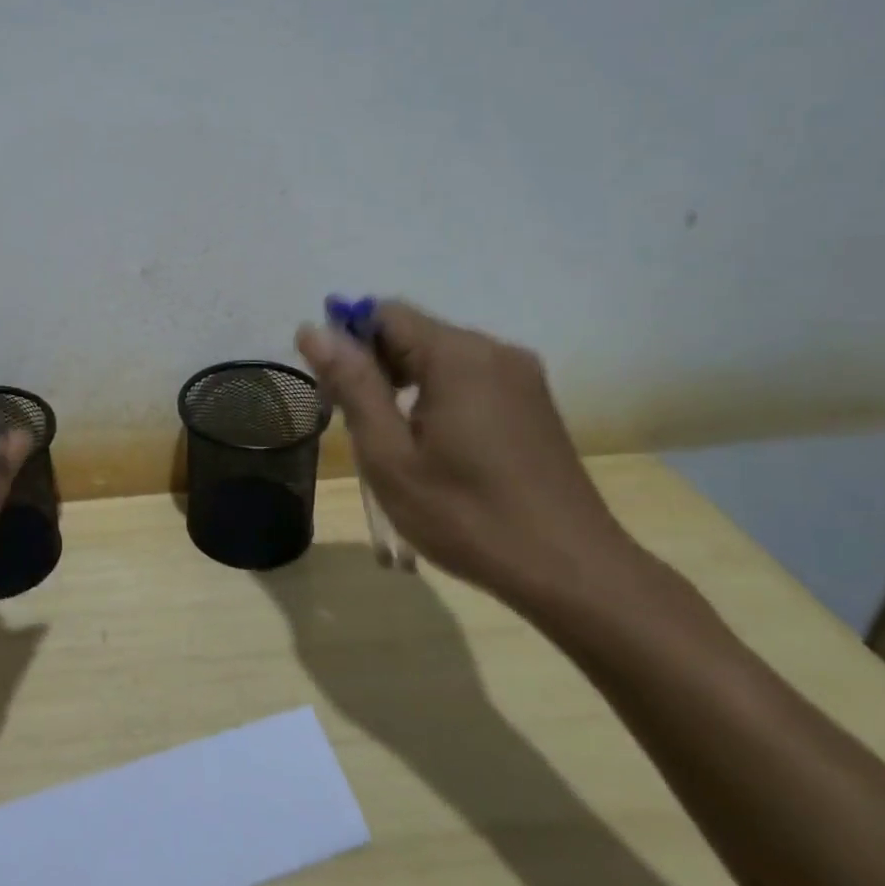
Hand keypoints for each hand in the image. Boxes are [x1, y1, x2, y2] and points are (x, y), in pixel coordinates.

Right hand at [296, 300, 644, 613]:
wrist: (572, 572)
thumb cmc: (467, 516)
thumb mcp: (390, 455)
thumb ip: (353, 385)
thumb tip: (312, 330)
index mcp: (457, 355)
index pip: (384, 313)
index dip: (346, 340)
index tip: (332, 390)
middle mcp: (494, 350)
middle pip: (413, 332)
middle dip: (374, 365)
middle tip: (354, 423)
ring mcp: (520, 376)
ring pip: (440, 357)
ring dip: (403, 383)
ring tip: (391, 441)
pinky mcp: (533, 402)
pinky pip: (469, 378)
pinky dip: (437, 396)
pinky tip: (433, 445)